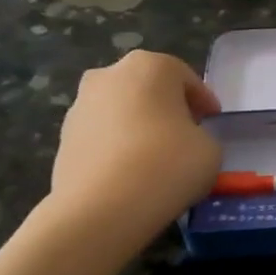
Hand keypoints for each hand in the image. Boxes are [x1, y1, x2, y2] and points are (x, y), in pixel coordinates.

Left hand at [48, 50, 222, 253]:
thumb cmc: (167, 165)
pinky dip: (117, 146)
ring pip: (121, 109)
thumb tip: (184, 139)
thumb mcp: (210, 148)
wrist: (102, 207)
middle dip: (166, 107)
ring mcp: (80, 105)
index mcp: (150, 67)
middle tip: (184, 134)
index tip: (212, 122)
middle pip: (147, 87)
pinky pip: (102, 135)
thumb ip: (200, 134)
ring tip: (155, 158)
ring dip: (139, 125)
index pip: (185, 77)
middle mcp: (109, 75)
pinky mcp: (63, 136)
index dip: (203, 101)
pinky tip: (131, 173)